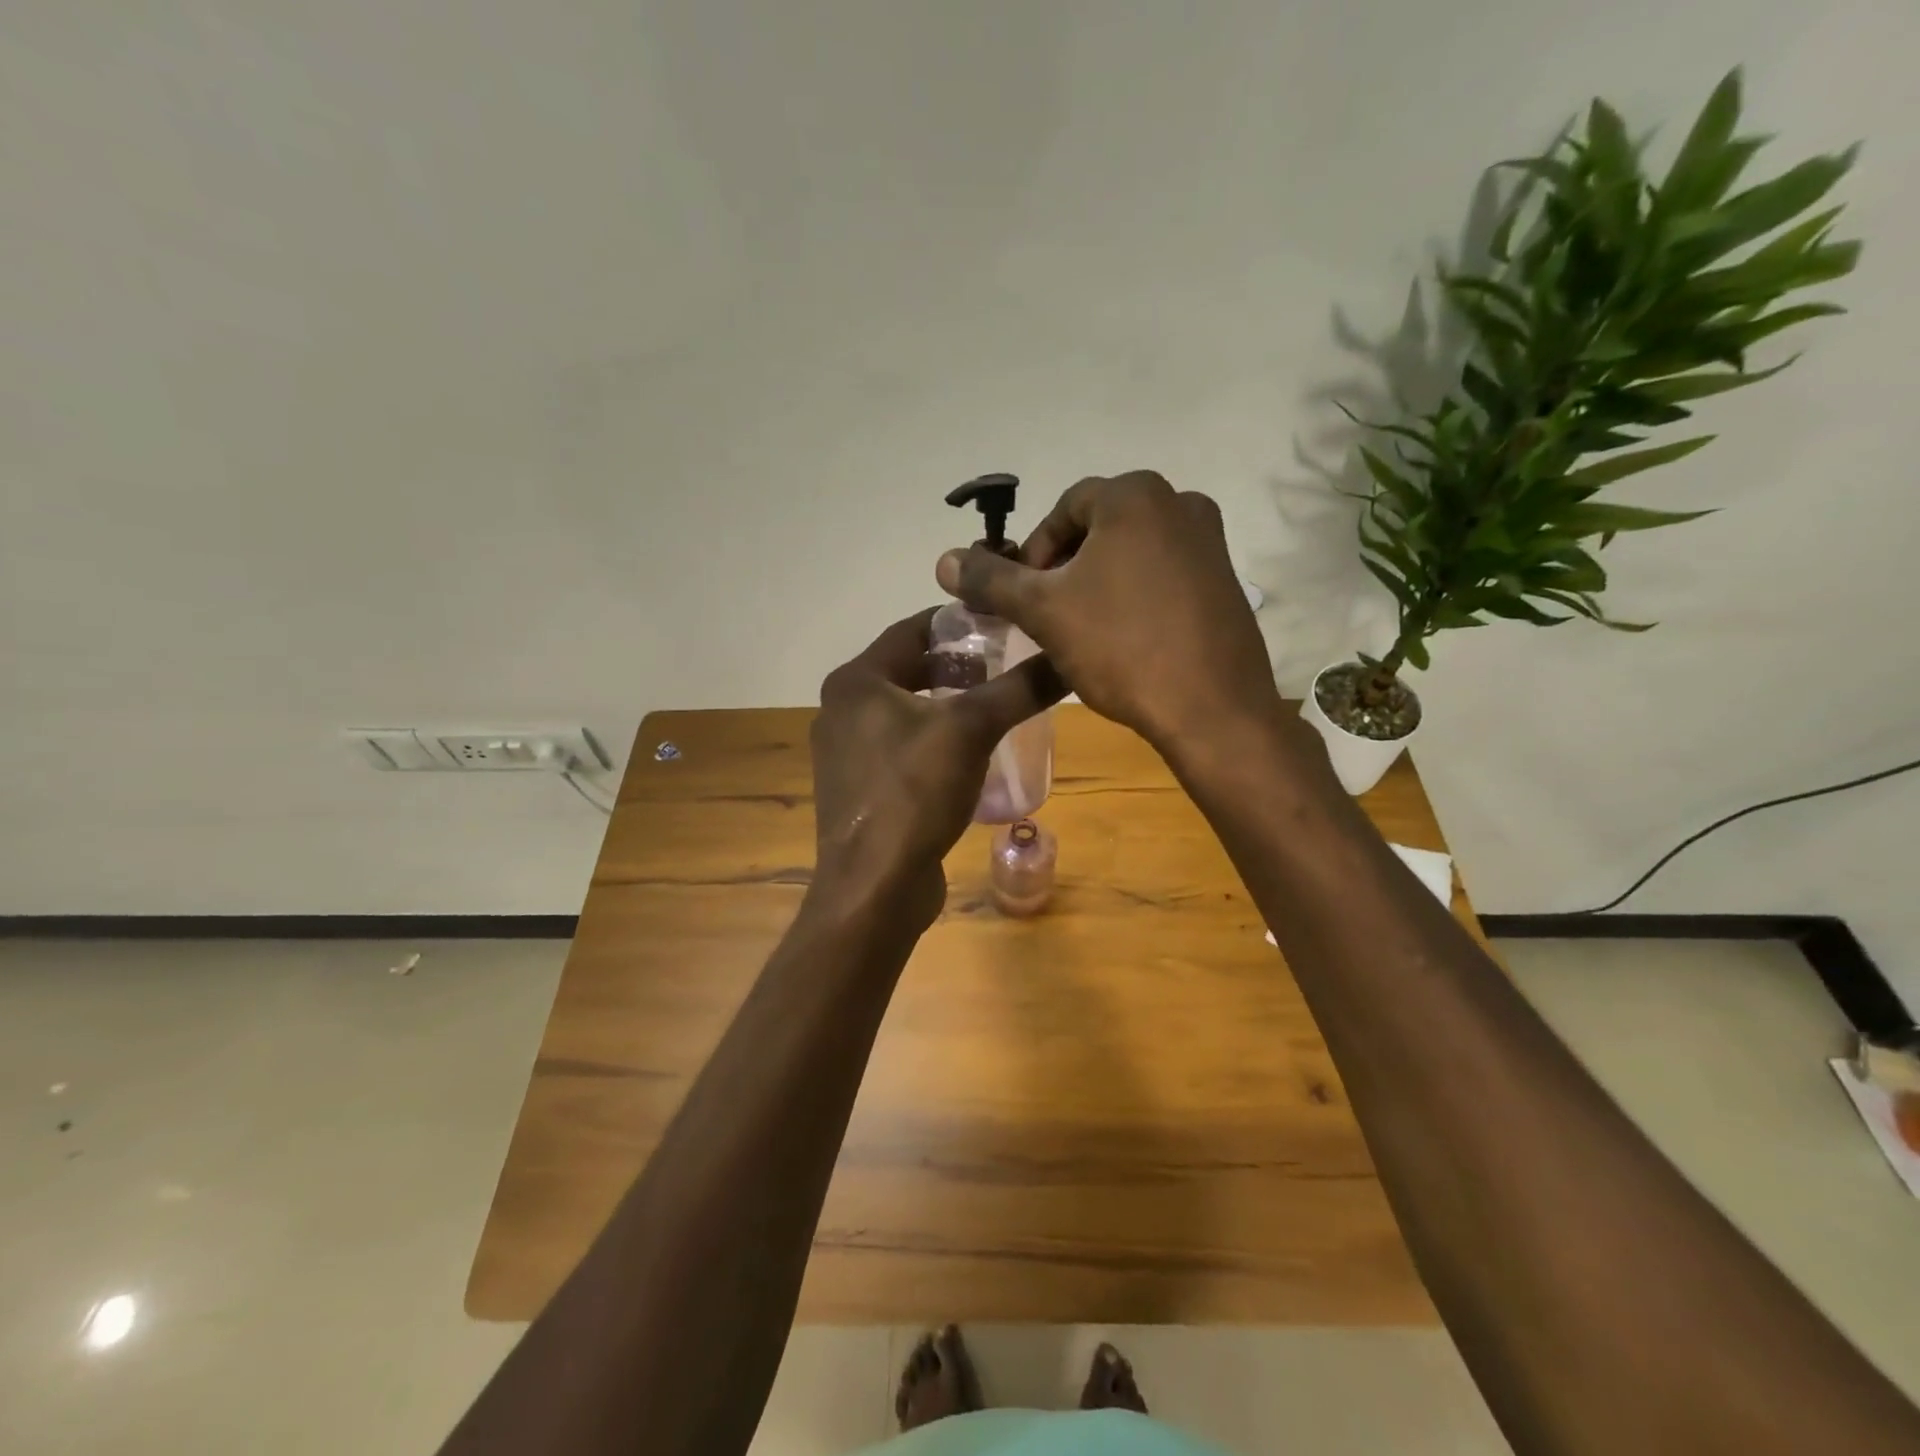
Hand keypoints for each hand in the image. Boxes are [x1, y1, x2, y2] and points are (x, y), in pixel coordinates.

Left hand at [809, 608, 1064, 924]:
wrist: (874, 887)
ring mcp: (847, 753)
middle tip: (1006, 663)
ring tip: (996, 705)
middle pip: (908, 670)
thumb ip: (1017, 689)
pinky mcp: (860, 789)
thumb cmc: (914, 793)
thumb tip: (1066, 657)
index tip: (1002, 621)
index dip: (959, 622)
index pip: (912, 629)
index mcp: (856, 682)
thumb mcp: (971, 730)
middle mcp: (842, 710)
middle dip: (957, 666)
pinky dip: (935, 740)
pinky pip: (902, 748)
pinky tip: (972, 753)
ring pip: (906, 711)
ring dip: (947, 704)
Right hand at [935, 471, 1280, 756]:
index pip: (1063, 510)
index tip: (1022, 599)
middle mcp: (1180, 503)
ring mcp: (1211, 543)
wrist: (1211, 710)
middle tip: (1047, 615)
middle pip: (1098, 529)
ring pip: (1131, 554)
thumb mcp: (1044, 611)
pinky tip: (1124, 640)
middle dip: (1064, 569)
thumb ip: (991, 580)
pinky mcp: (1226, 582)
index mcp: (1135, 495)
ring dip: (1097, 584)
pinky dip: (1135, 596)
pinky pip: (1164, 576)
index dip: (1033, 554)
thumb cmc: (1121, 648)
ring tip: (1081, 631)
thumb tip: (944, 561)